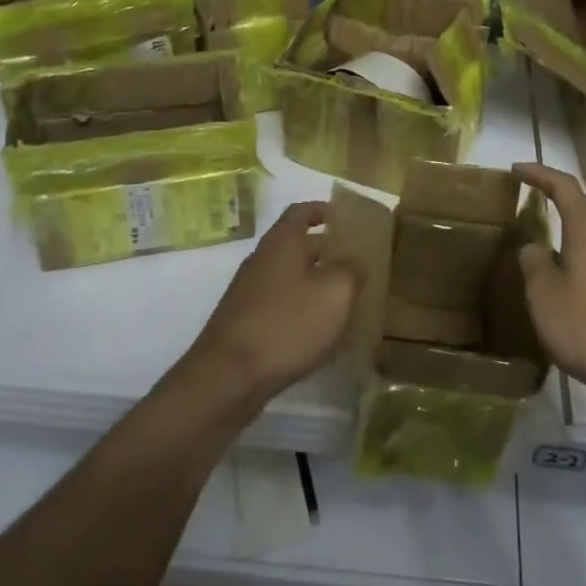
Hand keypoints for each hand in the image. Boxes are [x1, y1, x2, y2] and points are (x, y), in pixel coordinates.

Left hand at [187, 202, 355, 404]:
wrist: (229, 376)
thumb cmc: (288, 323)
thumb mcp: (336, 292)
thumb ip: (351, 270)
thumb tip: (353, 264)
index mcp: (282, 242)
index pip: (301, 211)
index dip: (323, 210)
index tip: (344, 219)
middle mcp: (262, 259)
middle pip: (297, 246)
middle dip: (326, 252)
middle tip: (356, 265)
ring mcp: (249, 292)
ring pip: (289, 277)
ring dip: (315, 284)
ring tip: (345, 301)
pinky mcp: (245, 323)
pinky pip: (279, 305)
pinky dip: (301, 310)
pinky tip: (319, 333)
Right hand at [512, 164, 585, 403]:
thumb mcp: (545, 296)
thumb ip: (534, 265)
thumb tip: (533, 247)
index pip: (564, 187)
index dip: (540, 173)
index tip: (516, 170)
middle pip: (581, 208)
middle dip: (553, 198)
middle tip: (524, 199)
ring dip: (563, 232)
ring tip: (535, 245)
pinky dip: (573, 259)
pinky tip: (560, 285)